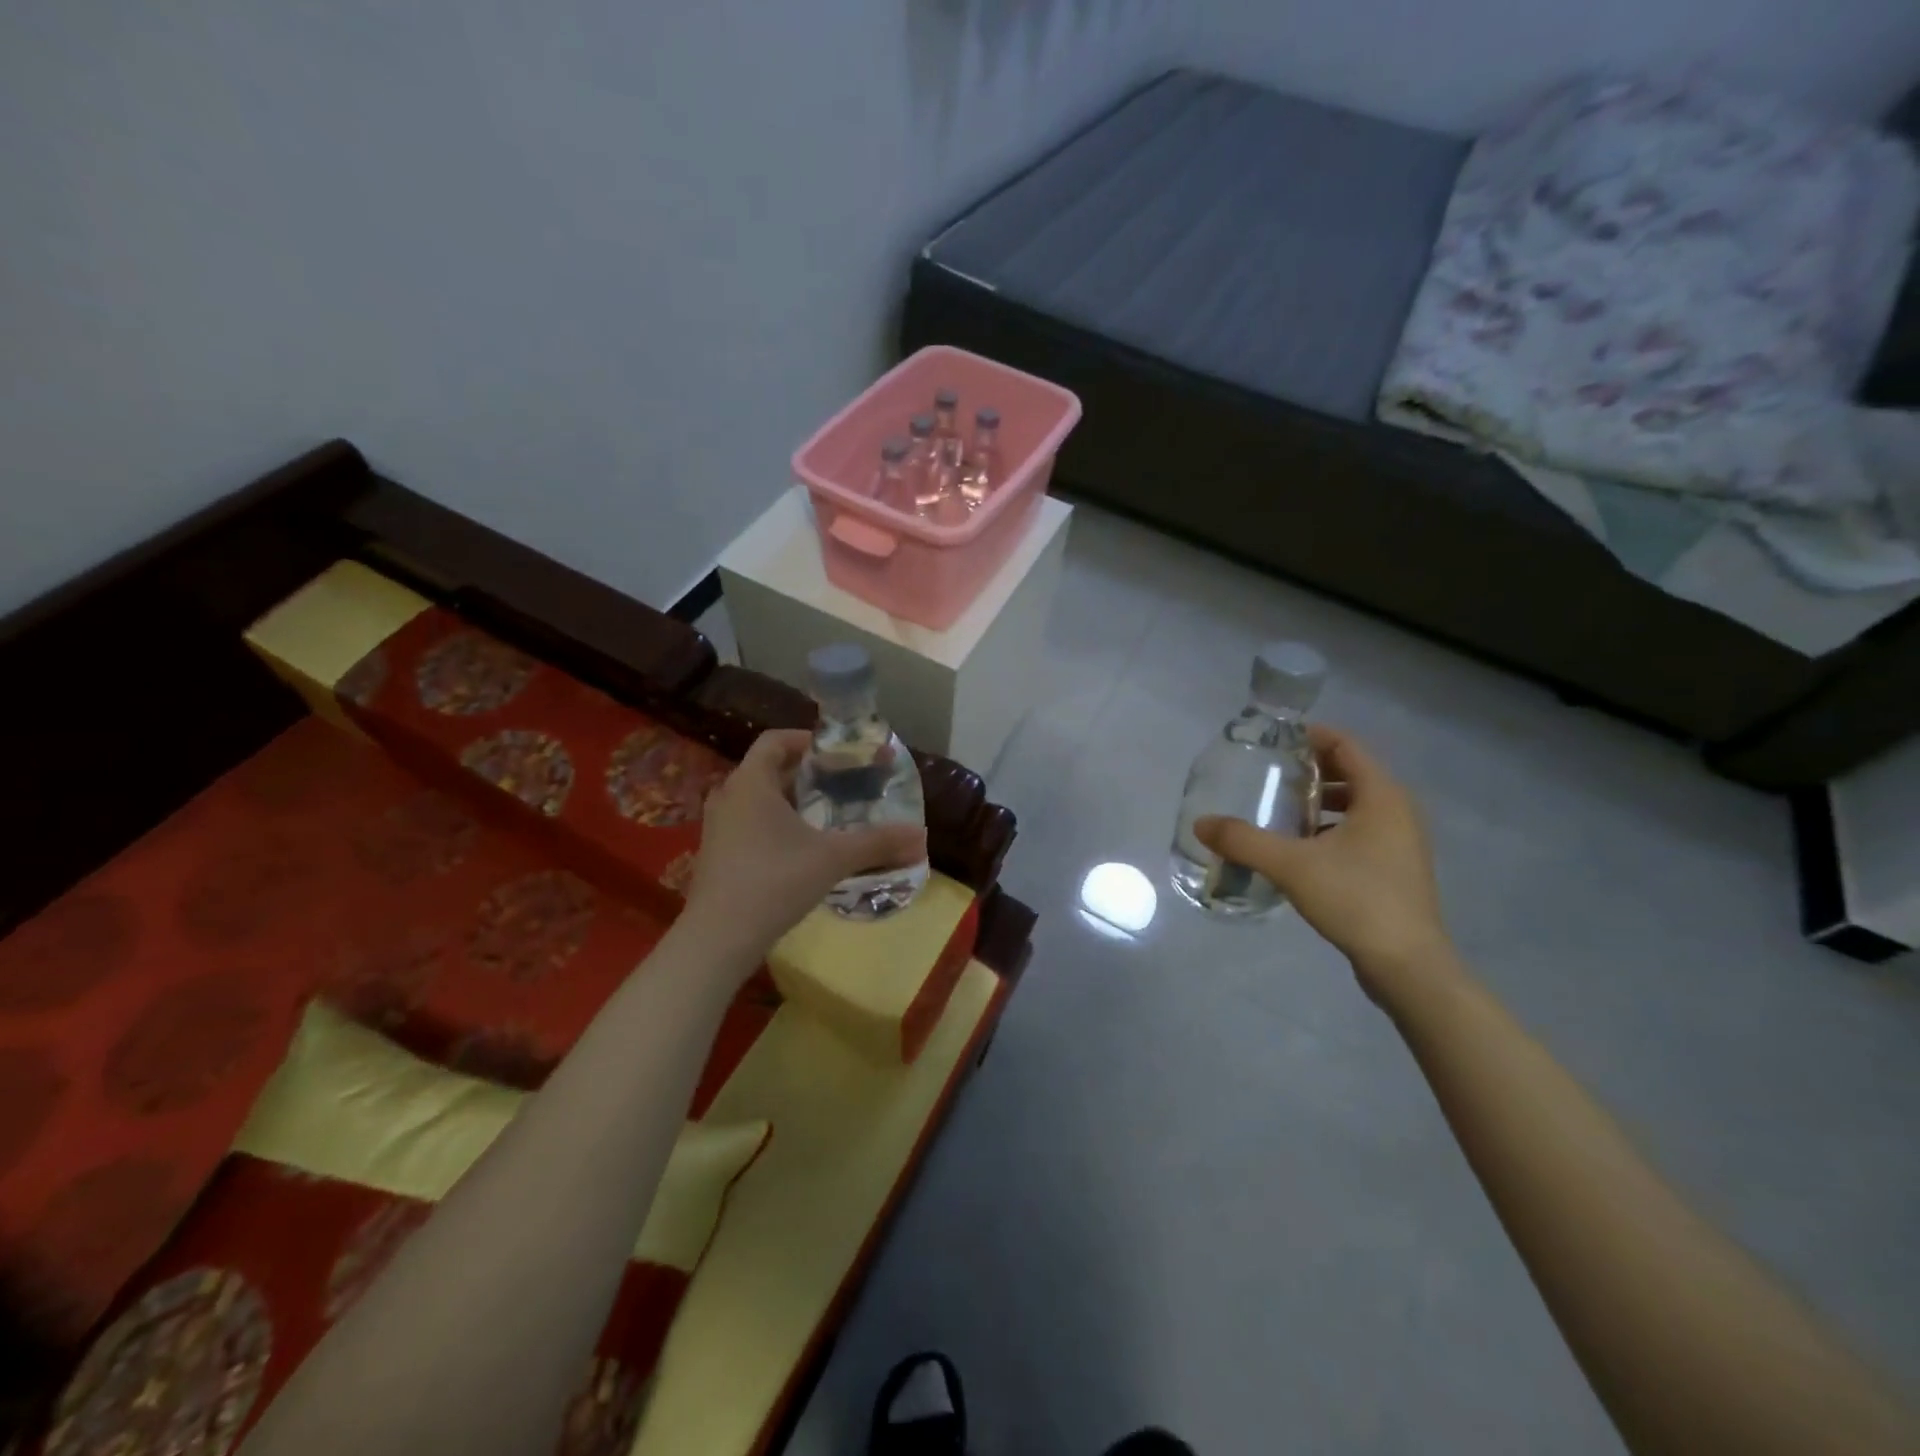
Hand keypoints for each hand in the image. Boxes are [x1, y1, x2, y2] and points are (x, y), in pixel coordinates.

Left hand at [680, 729, 927, 962]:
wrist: (719, 938)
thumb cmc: (774, 881)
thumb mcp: (833, 858)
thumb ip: (877, 843)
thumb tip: (921, 836)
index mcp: (751, 782)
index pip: (776, 740)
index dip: (808, 740)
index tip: (839, 753)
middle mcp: (729, 796)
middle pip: (769, 769)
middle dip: (807, 773)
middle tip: (843, 784)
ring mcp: (719, 826)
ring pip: (759, 798)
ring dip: (792, 800)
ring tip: (827, 814)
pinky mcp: (718, 853)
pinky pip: (750, 823)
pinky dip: (776, 824)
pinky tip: (802, 848)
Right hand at [1194, 725, 1451, 1000]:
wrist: (1407, 965)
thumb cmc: (1356, 899)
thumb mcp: (1291, 865)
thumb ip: (1243, 840)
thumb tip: (1201, 823)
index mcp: (1383, 796)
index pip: (1347, 746)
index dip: (1312, 736)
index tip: (1276, 739)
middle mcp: (1399, 811)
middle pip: (1352, 773)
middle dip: (1312, 770)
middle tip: (1271, 774)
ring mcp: (1402, 842)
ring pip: (1358, 805)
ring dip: (1322, 802)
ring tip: (1281, 809)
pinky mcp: (1397, 869)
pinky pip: (1362, 832)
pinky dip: (1332, 828)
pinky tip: (1301, 848)